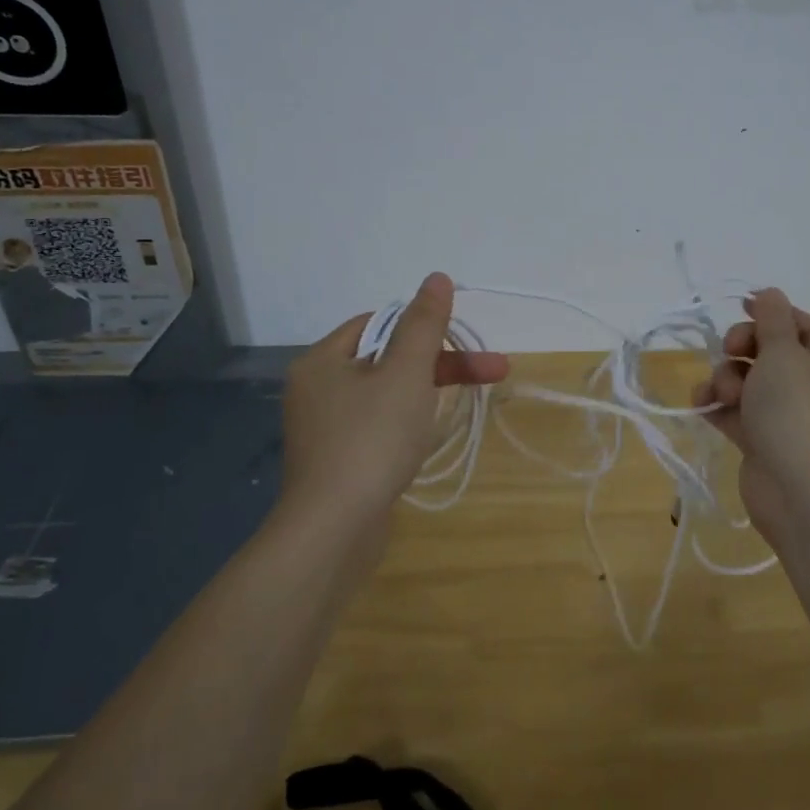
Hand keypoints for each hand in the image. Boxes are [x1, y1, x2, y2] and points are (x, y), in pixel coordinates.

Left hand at [283, 273, 508, 531]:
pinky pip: (377, 427)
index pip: (378, 322)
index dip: (423, 327)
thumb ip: (424, 324)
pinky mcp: (336, 462)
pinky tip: (427, 440)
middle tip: (493, 371)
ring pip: (386, 395)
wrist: (333, 531)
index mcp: (323, 360)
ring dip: (427, 394)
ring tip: (465, 405)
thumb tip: (436, 277)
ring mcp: (324, 429)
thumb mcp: (407, 373)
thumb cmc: (371, 440)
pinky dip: (406, 425)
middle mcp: (317, 389)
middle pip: (387, 359)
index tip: (461, 342)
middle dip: (440, 364)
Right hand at [692, 288, 809, 547]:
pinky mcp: (761, 441)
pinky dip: (717, 404)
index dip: (773, 313)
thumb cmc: (797, 411)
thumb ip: (772, 319)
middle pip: (770, 350)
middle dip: (742, 347)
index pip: (803, 325)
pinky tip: (702, 404)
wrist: (800, 492)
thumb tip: (770, 293)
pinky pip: (734, 410)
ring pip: (747, 380)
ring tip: (722, 393)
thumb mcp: (784, 352)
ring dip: (725, 378)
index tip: (742, 307)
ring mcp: (785, 415)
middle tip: (731, 352)